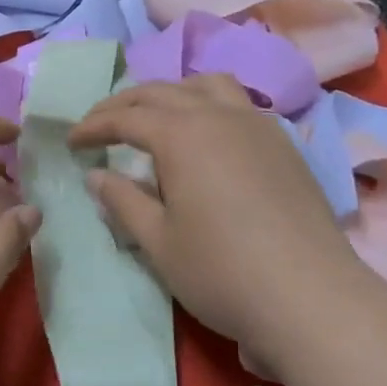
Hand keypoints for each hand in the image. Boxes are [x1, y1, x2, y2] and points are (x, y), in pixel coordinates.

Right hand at [70, 75, 386, 373]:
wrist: (314, 300)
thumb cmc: (222, 272)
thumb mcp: (157, 241)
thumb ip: (122, 200)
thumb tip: (96, 175)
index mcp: (181, 134)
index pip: (125, 117)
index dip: (93, 126)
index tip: (72, 142)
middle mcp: (218, 115)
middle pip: (161, 91)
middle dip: (124, 104)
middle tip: (100, 125)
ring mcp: (257, 125)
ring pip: (206, 85)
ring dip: (171, 93)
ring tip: (155, 117)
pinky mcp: (284, 145)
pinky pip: (238, 103)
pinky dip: (208, 104)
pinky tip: (207, 136)